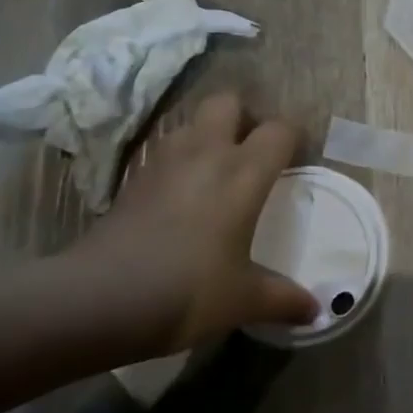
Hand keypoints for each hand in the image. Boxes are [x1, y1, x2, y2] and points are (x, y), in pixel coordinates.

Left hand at [71, 93, 317, 355]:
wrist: (99, 299)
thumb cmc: (186, 290)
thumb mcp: (242, 300)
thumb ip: (283, 298)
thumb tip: (314, 311)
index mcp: (243, 172)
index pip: (279, 130)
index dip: (292, 139)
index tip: (295, 161)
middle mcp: (206, 152)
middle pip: (228, 102)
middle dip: (243, 117)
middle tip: (250, 152)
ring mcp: (164, 161)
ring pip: (191, 122)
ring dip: (206, 136)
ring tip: (214, 172)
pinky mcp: (132, 178)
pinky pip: (163, 151)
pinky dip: (177, 161)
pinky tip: (179, 196)